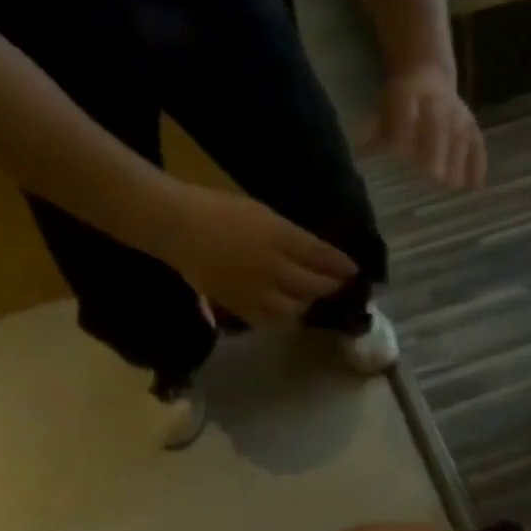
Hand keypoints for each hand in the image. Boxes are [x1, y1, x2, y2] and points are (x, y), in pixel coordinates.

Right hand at [157, 186, 357, 327]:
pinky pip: (269, 321)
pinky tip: (287, 313)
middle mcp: (273, 266)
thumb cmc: (219, 209)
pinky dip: (284, 319)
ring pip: (296, 309)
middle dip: (331, 287)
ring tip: (311, 300)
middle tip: (338, 286)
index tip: (353, 270)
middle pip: (314, 285)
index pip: (322, 256)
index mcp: (280, 236)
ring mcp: (255, 289)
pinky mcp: (238, 306)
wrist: (177, 226)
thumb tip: (315, 254)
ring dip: (309, 304)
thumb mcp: (262, 213)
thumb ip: (290, 236)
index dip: (341, 266)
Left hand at [365, 64, 486, 190]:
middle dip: (436, 150)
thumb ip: (372, 133)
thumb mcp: (381, 110)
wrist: (428, 74)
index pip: (406, 113)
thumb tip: (358, 154)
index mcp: (407, 95)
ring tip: (453, 187)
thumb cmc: (398, 103)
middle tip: (433, 177)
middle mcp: (436, 102)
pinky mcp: (471, 124)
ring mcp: (457, 114)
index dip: (404, 132)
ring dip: (457, 161)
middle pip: (438, 126)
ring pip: (459, 137)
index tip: (401, 156)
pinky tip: (475, 186)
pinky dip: (478, 163)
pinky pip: (477, 144)